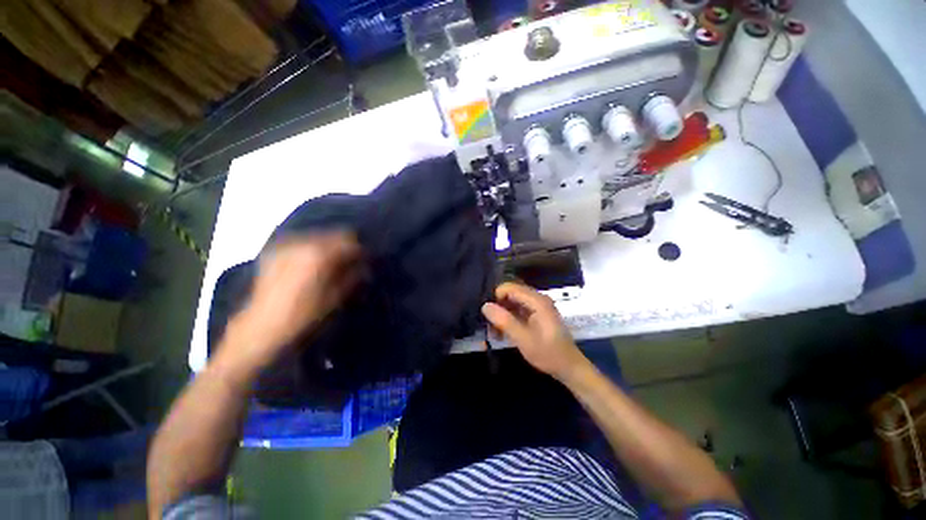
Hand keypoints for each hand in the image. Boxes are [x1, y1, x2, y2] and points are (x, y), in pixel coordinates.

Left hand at [230, 232, 361, 368]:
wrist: (263, 325)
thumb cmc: (301, 318)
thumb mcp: (331, 302)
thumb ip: (349, 279)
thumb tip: (362, 267)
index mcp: (319, 252)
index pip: (348, 239)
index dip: (358, 251)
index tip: (362, 264)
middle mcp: (302, 241)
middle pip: (329, 235)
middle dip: (338, 248)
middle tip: (343, 267)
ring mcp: (285, 244)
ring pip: (312, 238)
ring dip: (320, 249)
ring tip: (321, 269)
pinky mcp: (272, 251)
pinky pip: (296, 245)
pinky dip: (303, 252)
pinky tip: (302, 269)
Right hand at [481, 282, 589, 382]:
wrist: (568, 367)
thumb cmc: (548, 353)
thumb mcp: (523, 339)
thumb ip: (504, 321)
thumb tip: (485, 305)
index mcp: (538, 301)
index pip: (510, 288)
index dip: (495, 297)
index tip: (485, 314)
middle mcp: (538, 300)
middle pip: (511, 295)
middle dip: (497, 308)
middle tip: (487, 326)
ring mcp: (539, 309)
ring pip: (514, 305)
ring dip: (502, 317)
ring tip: (494, 334)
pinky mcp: (538, 318)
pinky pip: (519, 313)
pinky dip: (509, 321)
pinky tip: (502, 335)